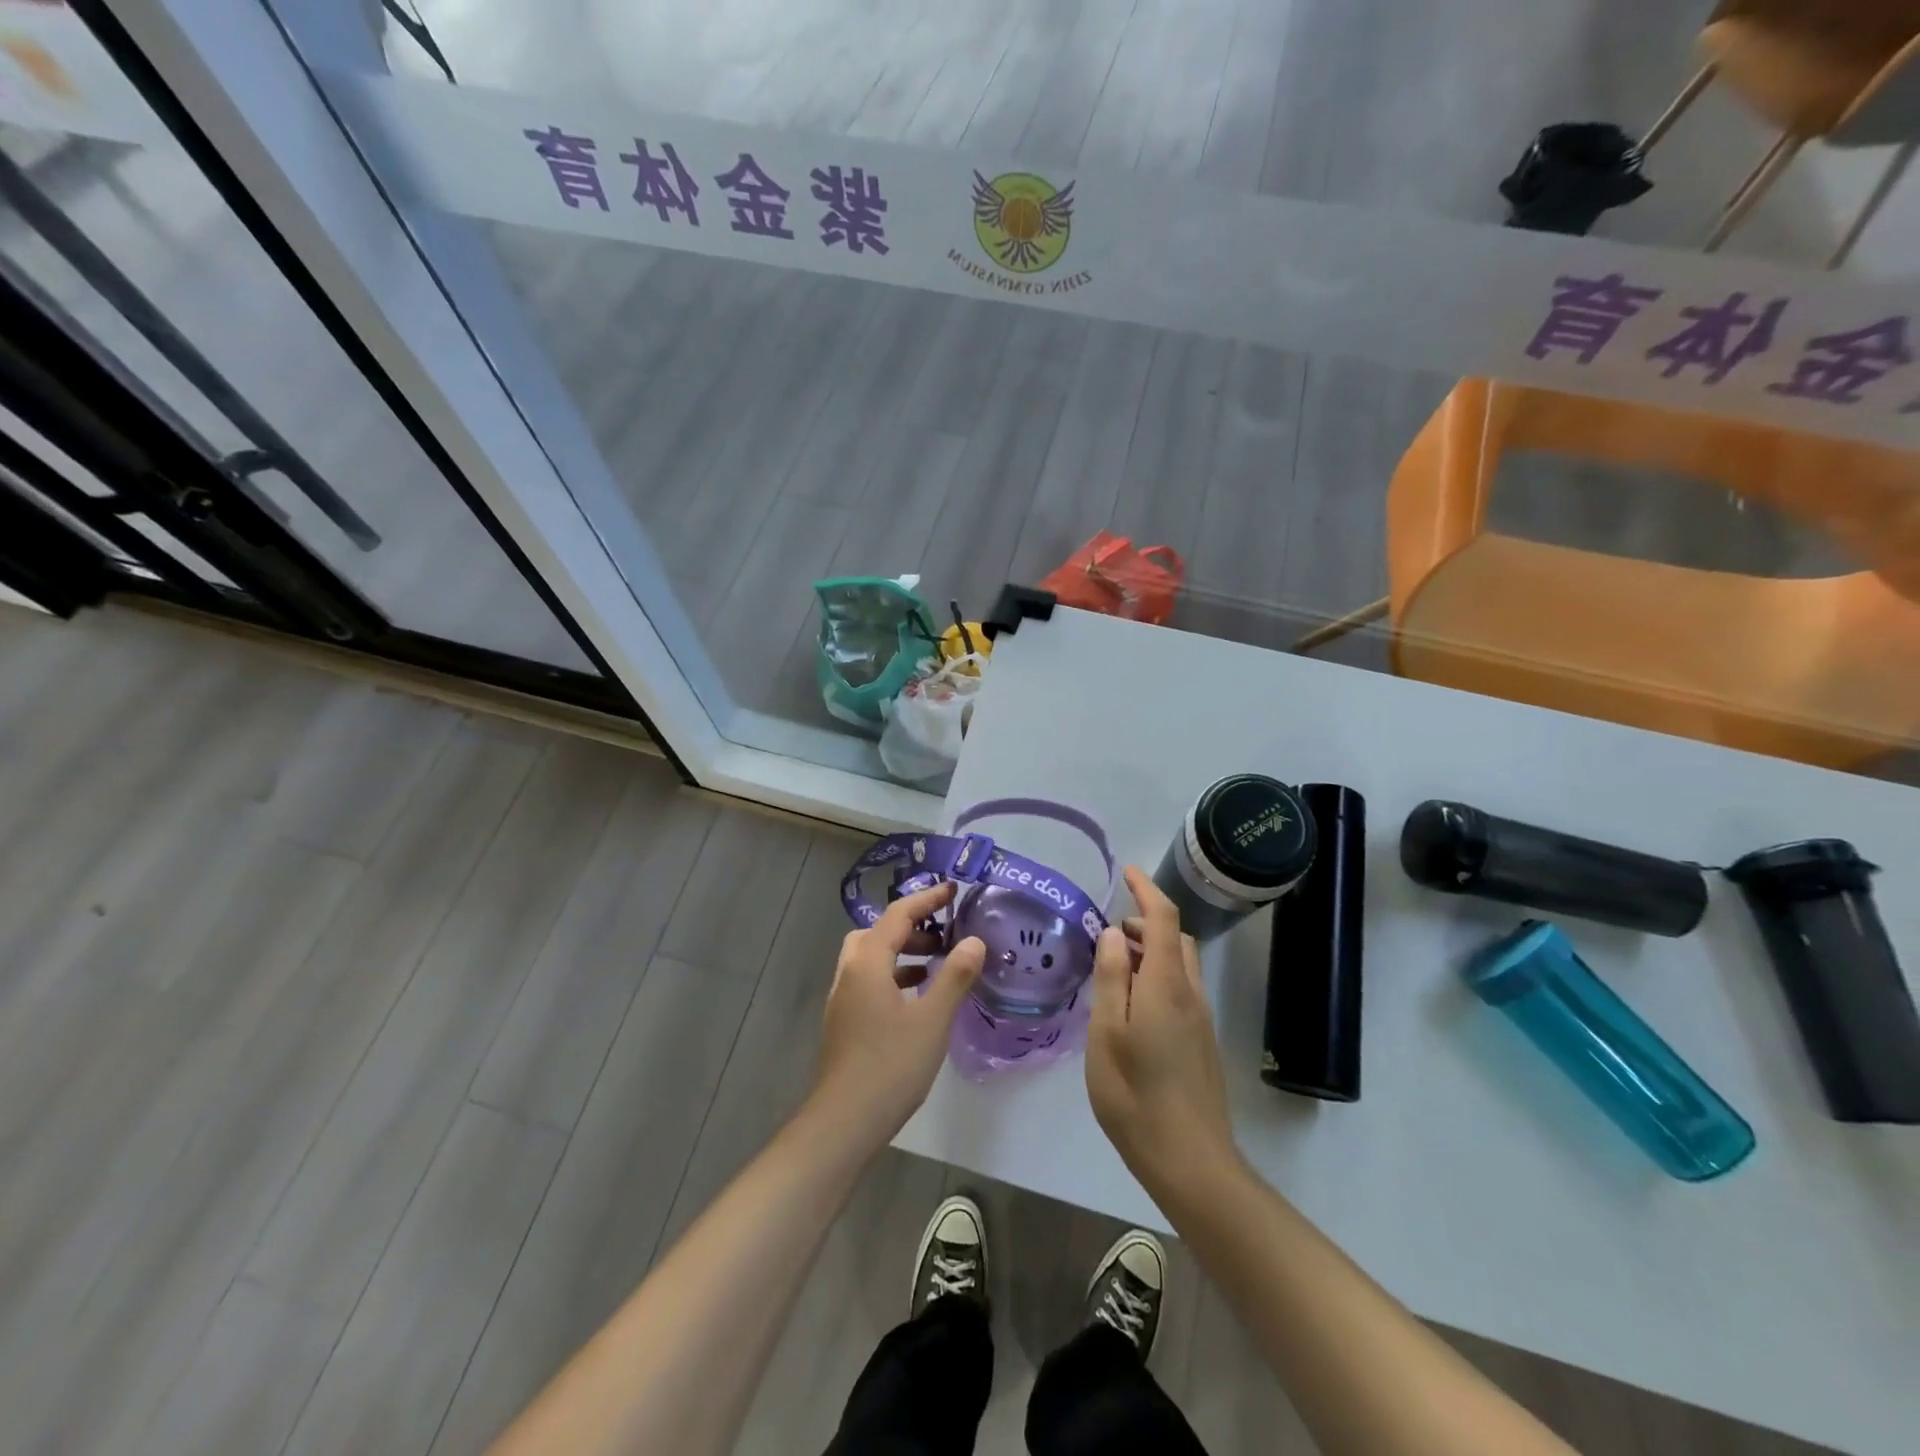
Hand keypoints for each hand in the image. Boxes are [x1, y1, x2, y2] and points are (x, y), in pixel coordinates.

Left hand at [812, 882, 984, 1143]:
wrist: (844, 1121)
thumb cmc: (891, 1065)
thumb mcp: (933, 1019)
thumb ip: (954, 976)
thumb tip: (974, 940)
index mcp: (868, 962)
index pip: (898, 914)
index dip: (927, 899)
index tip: (954, 890)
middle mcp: (850, 972)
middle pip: (879, 932)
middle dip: (912, 926)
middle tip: (945, 933)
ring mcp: (843, 998)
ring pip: (873, 958)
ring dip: (903, 952)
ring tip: (937, 963)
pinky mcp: (845, 1021)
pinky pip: (871, 980)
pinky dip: (895, 976)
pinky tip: (918, 998)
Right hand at [1086, 867, 1239, 1195]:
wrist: (1192, 1161)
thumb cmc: (1136, 1096)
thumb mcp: (1107, 1033)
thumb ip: (1111, 978)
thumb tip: (1115, 933)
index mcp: (1166, 985)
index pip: (1165, 919)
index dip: (1147, 889)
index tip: (1126, 872)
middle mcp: (1190, 994)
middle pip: (1177, 938)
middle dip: (1147, 922)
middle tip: (1110, 935)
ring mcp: (1201, 1019)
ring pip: (1181, 965)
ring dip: (1153, 950)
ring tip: (1115, 968)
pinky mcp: (1201, 1042)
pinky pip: (1181, 989)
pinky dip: (1158, 976)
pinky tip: (1131, 1006)